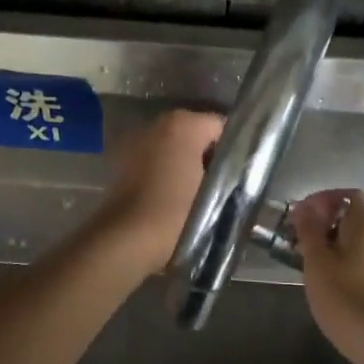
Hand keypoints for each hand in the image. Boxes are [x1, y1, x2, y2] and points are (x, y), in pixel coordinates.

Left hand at [91, 109, 224, 275]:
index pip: (222, 127)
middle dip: (209, 156)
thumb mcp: (216, 193)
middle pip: (196, 134)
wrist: (125, 240)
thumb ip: (231, 173)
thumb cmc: (175, 213)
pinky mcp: (121, 162)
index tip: (242, 175)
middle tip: (224, 186)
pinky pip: (154, 161)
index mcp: (184, 123)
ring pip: (173, 148)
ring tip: (200, 194)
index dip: (236, 149)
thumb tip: (236, 170)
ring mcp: (136, 141)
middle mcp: (158, 123)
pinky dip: (165, 172)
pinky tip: (174, 197)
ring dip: (186, 164)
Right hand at [292, 189, 363, 363]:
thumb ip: (310, 232)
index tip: (300, 220)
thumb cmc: (351, 302)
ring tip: (318, 277)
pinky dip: (356, 273)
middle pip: (356, 221)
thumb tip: (305, 205)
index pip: (348, 195)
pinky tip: (342, 297)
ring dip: (341, 253)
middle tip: (302, 251)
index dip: (323, 201)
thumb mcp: (318, 265)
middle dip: (328, 230)